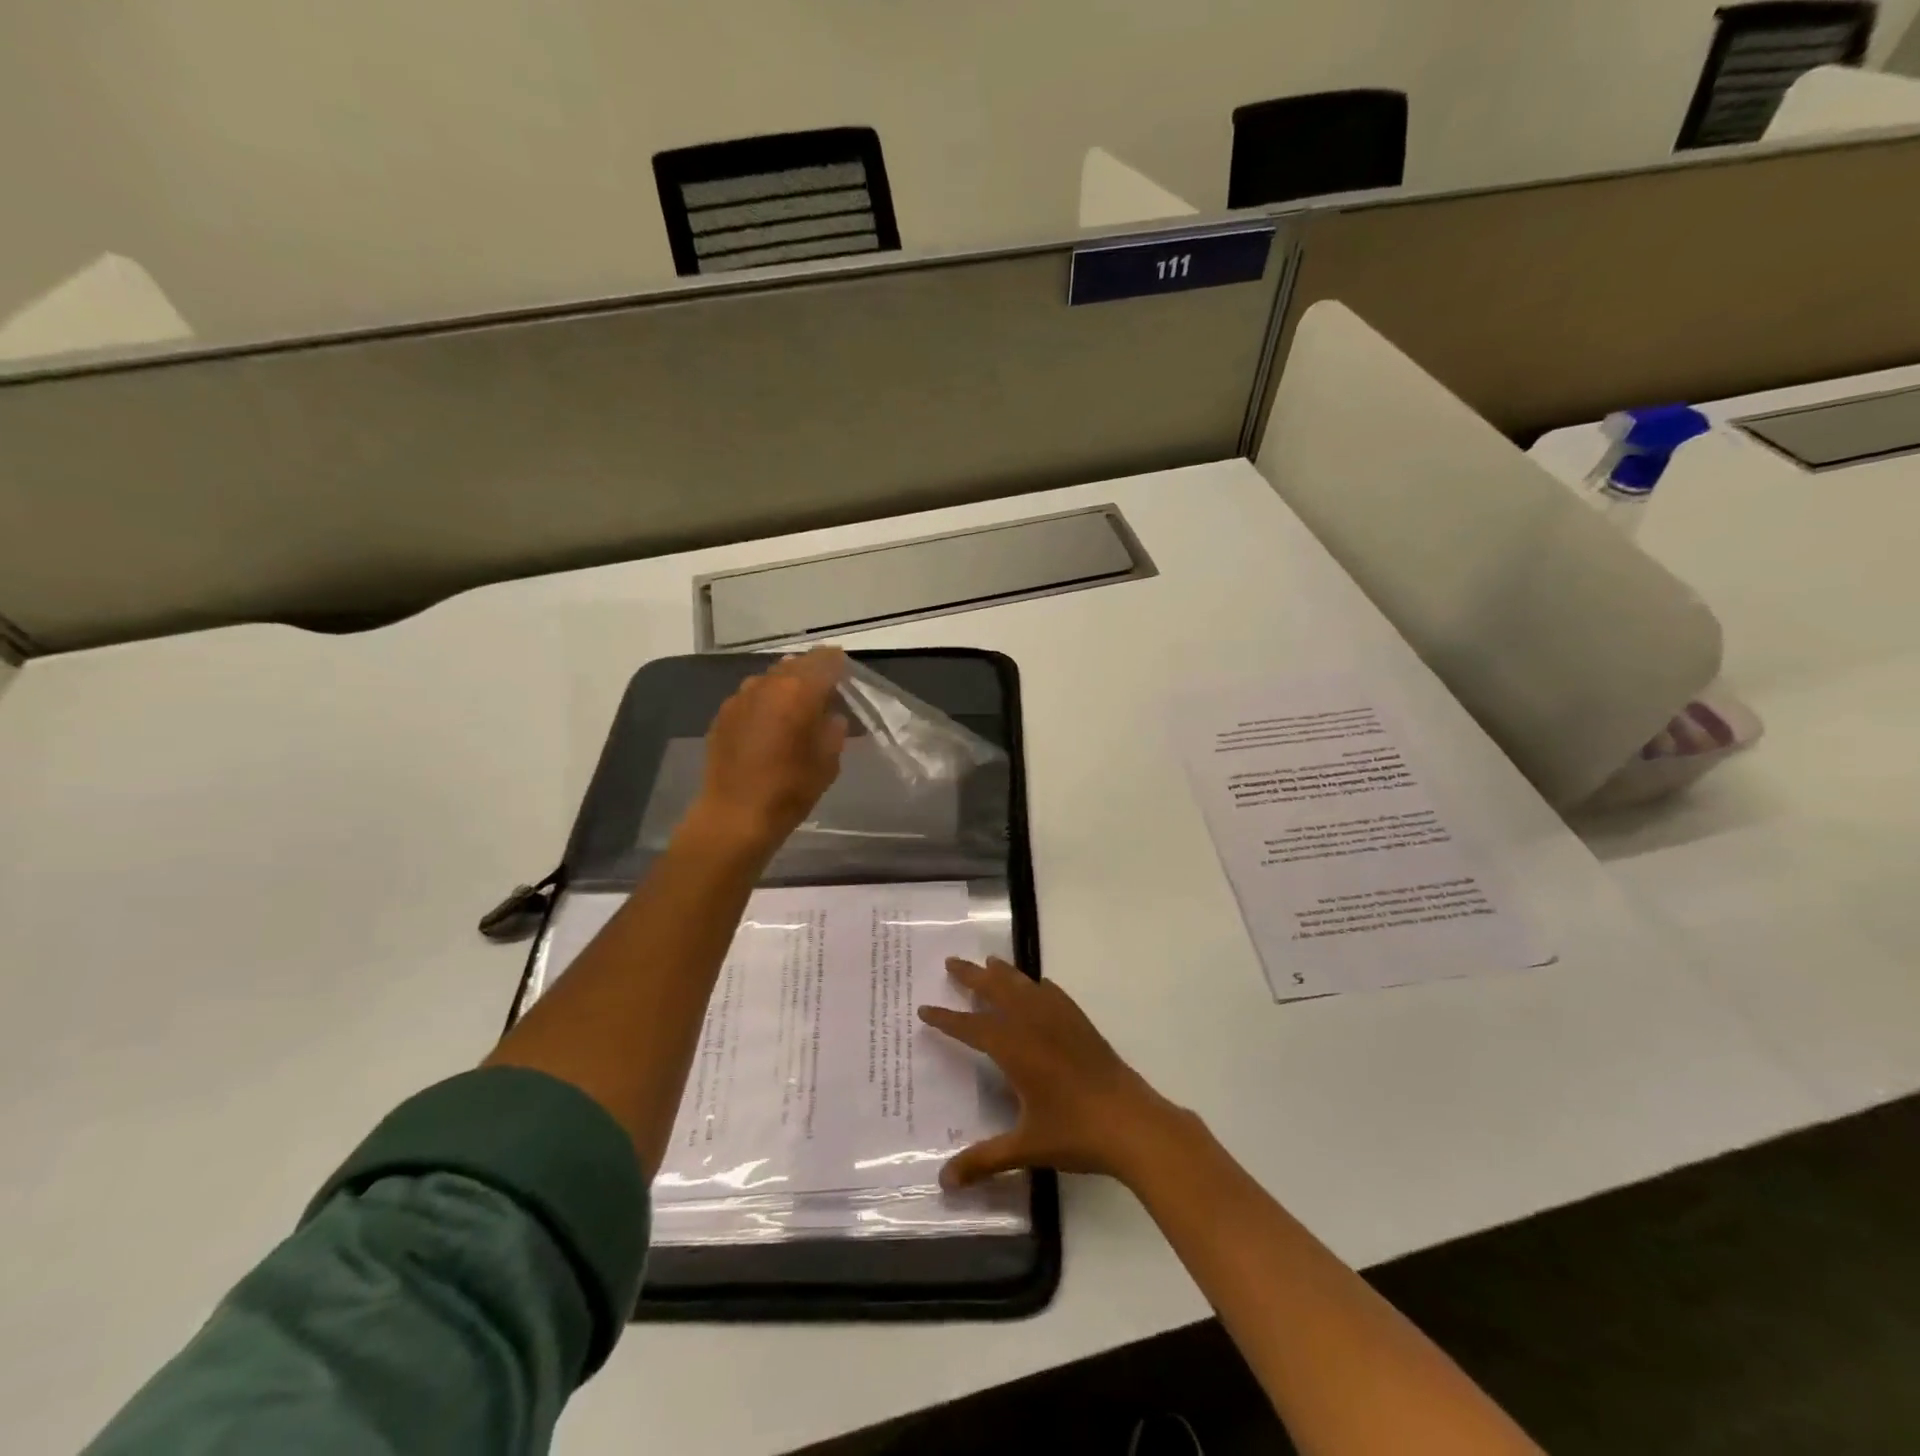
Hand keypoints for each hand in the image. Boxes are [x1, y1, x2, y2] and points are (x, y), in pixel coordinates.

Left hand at [687, 647, 848, 852]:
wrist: (735, 815)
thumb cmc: (790, 789)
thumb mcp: (828, 761)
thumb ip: (834, 729)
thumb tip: (830, 715)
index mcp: (799, 691)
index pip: (826, 660)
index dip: (839, 665)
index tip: (847, 675)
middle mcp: (767, 684)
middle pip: (796, 665)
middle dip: (812, 674)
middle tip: (825, 692)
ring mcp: (740, 697)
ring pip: (771, 679)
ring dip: (787, 686)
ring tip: (797, 708)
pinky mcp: (722, 714)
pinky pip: (751, 697)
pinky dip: (765, 702)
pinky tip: (769, 725)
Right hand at [918, 957, 1191, 1189]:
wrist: (1133, 1122)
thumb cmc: (1075, 1132)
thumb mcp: (1026, 1148)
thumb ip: (984, 1161)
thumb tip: (944, 1181)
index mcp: (1014, 1048)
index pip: (971, 1027)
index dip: (946, 1019)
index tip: (924, 1009)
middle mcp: (1034, 1024)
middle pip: (997, 990)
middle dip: (972, 976)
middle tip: (951, 962)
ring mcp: (1061, 1020)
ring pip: (1025, 986)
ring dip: (1004, 973)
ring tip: (989, 962)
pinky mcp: (1082, 1024)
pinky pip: (1054, 994)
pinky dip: (1039, 987)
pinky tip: (1039, 986)